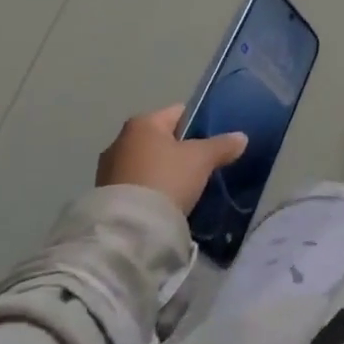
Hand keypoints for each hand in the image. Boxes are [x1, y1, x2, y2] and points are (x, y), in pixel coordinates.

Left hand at [94, 105, 247, 216]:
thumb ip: (222, 145)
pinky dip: (148, 190)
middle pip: (160, 139)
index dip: (199, 124)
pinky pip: (134, 185)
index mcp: (143, 122)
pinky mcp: (102, 196)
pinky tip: (162, 204)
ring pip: (146, 163)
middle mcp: (120, 140)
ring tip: (182, 190)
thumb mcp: (202, 159)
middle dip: (178, 151)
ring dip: (161, 172)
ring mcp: (107, 169)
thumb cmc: (166, 179)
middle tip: (199, 168)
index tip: (212, 143)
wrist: (128, 230)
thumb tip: (241, 137)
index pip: (179, 113)